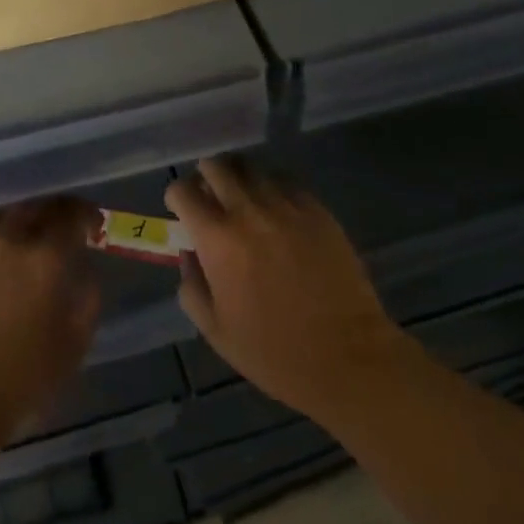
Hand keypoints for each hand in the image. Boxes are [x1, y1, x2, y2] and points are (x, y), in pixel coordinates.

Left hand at [0, 197, 101, 441]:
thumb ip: (87, 300)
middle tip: (57, 230)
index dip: (85, 214)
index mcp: (47, 257)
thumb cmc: (20, 379)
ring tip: (19, 235)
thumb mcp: (73, 345)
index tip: (90, 224)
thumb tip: (84, 272)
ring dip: (16, 220)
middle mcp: (11, 238)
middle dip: (52, 214)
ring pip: (0, 213)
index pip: (71, 215)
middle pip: (35, 208)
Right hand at [166, 156, 404, 421]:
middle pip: (217, 166)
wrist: (347, 356)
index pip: (184, 191)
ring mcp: (286, 206)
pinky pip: (285, 181)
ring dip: (239, 177)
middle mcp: (248, 211)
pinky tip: (276, 209)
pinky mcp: (317, 209)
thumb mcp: (215, 331)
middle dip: (206, 176)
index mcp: (218, 239)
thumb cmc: (274, 352)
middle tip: (210, 196)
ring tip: (242, 198)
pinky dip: (272, 187)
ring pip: (252, 168)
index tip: (181, 209)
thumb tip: (189, 255)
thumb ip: (192, 287)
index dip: (176, 196)